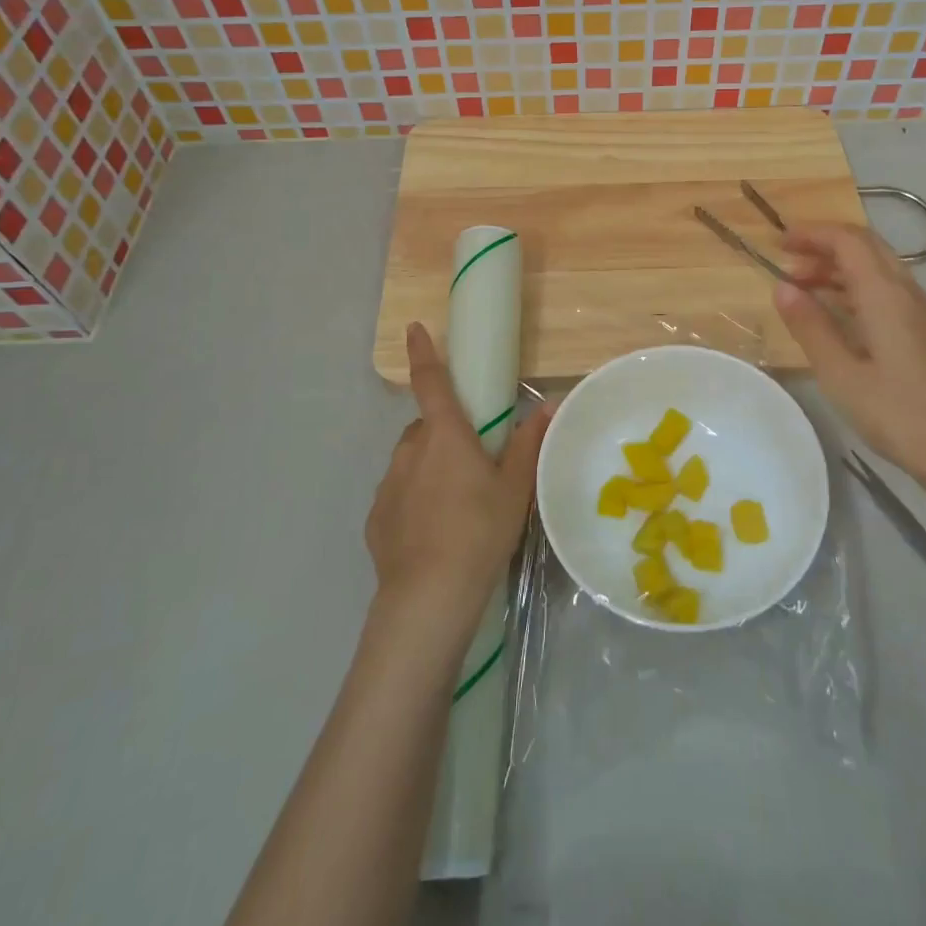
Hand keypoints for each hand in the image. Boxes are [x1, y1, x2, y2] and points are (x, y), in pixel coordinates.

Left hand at [366, 322, 549, 639]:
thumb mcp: (515, 488)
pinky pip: (398, 495)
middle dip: (444, 434)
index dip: (422, 352)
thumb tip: (549, 405)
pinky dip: (413, 501)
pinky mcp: (376, 518)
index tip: (412, 328)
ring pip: (411, 461)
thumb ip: (530, 444)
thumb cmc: (480, 531)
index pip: (430, 382)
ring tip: (455, 505)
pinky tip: (432, 533)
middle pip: (426, 428)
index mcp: (445, 435)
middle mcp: (410, 451)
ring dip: (429, 468)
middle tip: (472, 464)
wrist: (429, 597)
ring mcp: (388, 485)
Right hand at [773, 223, 925, 492]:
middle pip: (866, 247)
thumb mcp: (840, 374)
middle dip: (824, 245)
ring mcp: (920, 312)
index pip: (848, 241)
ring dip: (838, 267)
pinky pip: (886, 290)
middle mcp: (907, 292)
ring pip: (877, 268)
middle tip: (788, 261)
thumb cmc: (897, 414)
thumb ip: (811, 326)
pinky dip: (855, 287)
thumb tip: (782, 287)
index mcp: (886, 294)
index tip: (778, 244)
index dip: (812, 234)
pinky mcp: (925, 333)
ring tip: (802, 287)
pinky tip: (836, 313)